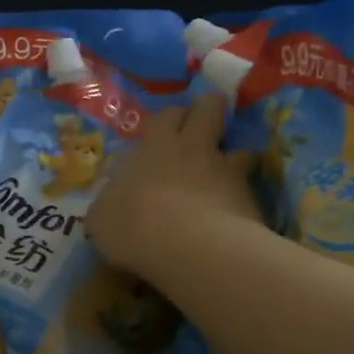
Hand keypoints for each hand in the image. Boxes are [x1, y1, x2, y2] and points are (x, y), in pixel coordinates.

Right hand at [87, 90, 261, 276]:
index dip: (170, 119)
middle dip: (207, 110)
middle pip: (208, 107)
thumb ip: (109, 203)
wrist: (187, 245)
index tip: (168, 130)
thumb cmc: (133, 225)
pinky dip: (245, 191)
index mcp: (154, 146)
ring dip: (235, 154)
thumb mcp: (101, 218)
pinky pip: (251, 184)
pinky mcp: (249, 195)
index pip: (166, 115)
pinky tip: (238, 207)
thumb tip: (111, 202)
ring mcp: (224, 168)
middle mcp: (192, 147)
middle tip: (203, 127)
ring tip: (230, 168)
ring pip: (239, 145)